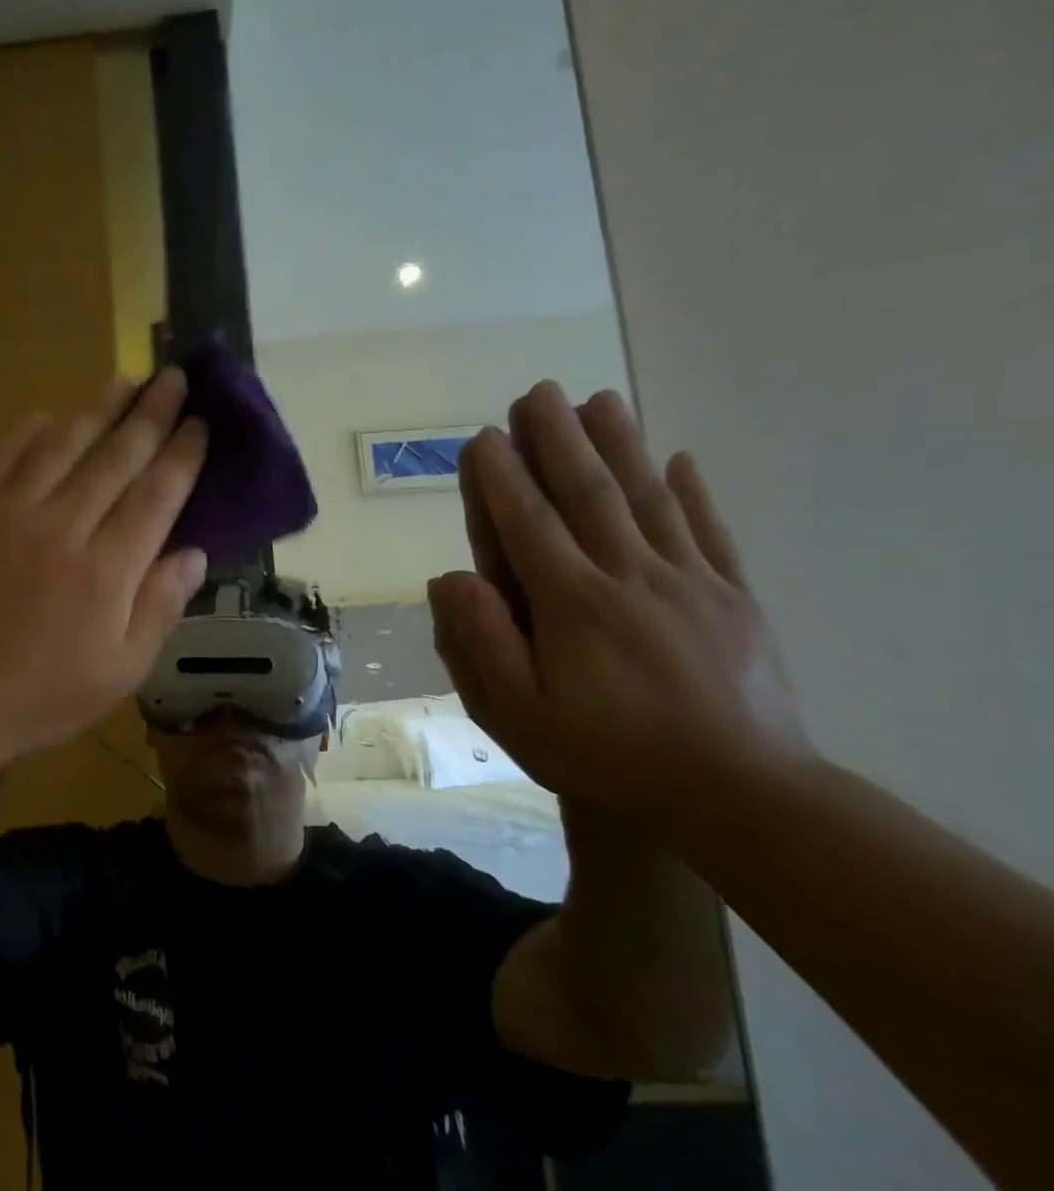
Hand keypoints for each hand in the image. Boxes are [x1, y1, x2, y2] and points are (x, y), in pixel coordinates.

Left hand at [0, 368, 209, 764]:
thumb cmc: (41, 696)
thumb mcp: (120, 672)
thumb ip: (160, 608)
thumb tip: (195, 552)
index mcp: (107, 570)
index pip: (157, 494)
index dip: (183, 453)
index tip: (202, 421)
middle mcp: (62, 527)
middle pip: (116, 456)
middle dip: (151, 413)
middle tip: (173, 378)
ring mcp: (8, 514)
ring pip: (62, 444)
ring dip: (98, 409)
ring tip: (125, 381)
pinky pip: (3, 455)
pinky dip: (30, 429)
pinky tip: (50, 414)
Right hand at [430, 381, 815, 818]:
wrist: (740, 797)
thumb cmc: (607, 756)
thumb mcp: (517, 715)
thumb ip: (479, 642)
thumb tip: (451, 578)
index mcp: (572, 604)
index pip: (527, 525)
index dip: (501, 477)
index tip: (483, 437)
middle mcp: (630, 577)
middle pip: (589, 495)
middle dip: (558, 439)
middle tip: (538, 392)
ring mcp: (691, 584)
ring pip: (648, 499)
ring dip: (620, 445)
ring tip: (600, 399)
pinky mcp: (735, 600)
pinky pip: (711, 533)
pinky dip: (694, 492)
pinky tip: (681, 458)